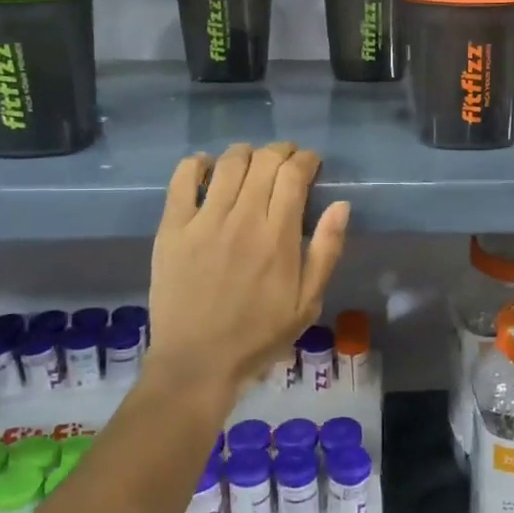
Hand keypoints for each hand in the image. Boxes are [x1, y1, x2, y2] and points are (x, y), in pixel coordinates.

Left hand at [147, 142, 350, 396]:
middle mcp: (243, 218)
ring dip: (246, 153)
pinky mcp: (172, 228)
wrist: (198, 361)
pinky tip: (207, 167)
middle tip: (286, 159)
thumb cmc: (259, 335)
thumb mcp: (308, 302)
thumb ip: (326, 251)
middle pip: (263, 161)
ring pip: (228, 163)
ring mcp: (203, 221)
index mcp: (279, 237)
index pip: (294, 175)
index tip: (311, 164)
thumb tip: (341, 205)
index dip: (306, 160)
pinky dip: (198, 164)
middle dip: (280, 151)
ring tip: (252, 161)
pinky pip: (182, 179)